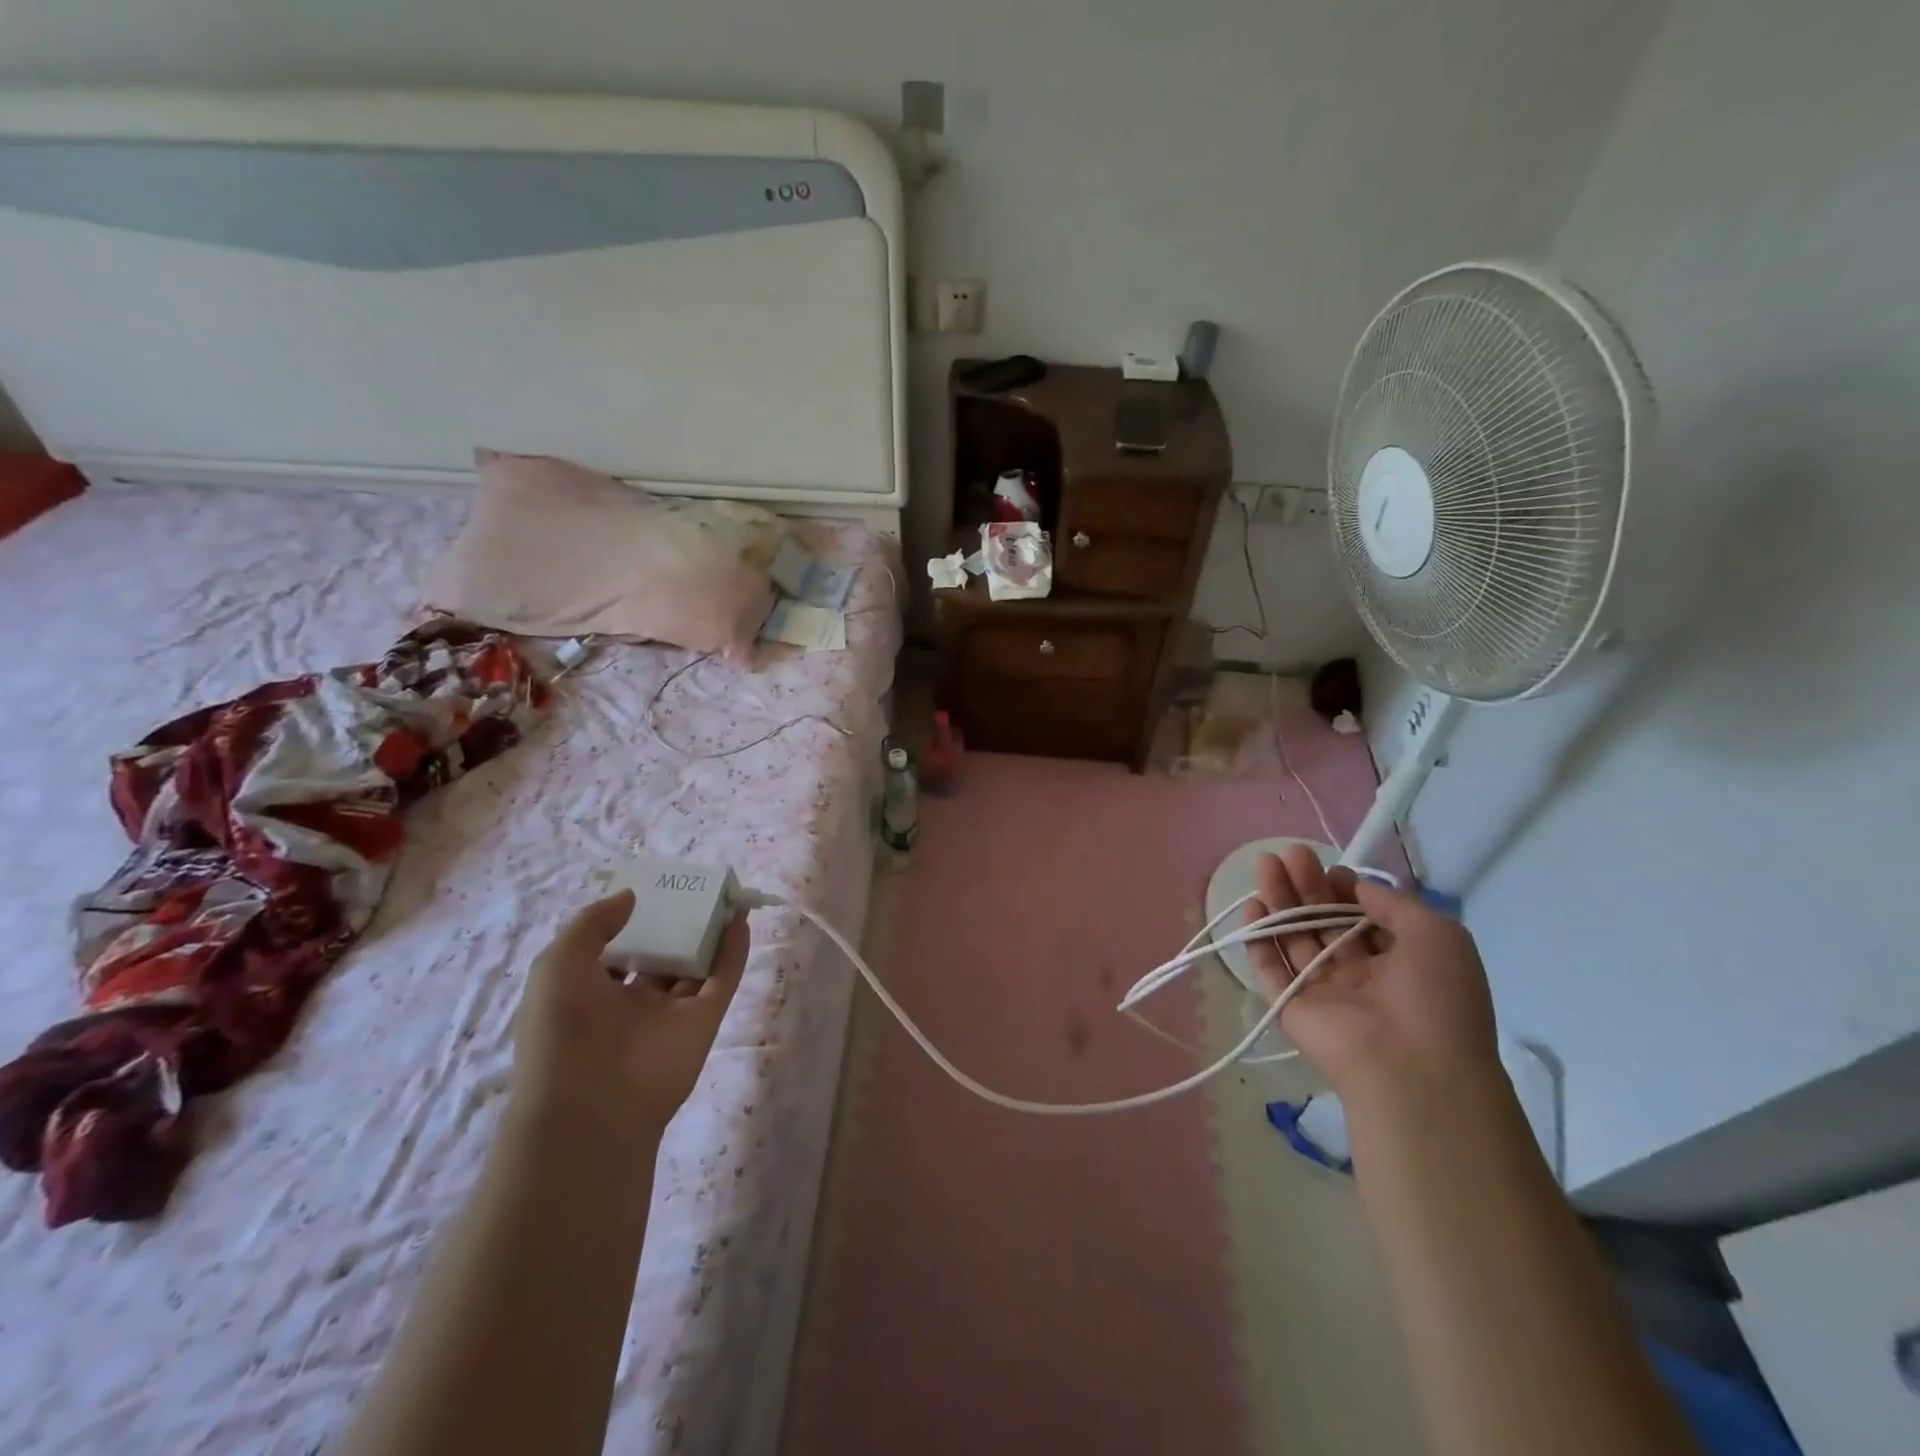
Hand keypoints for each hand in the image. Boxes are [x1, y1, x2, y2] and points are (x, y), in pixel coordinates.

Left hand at [510, 890, 745, 1142]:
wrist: (592, 1108)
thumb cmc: (563, 1030)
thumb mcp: (558, 964)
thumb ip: (593, 923)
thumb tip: (631, 896)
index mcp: (588, 993)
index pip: (613, 951)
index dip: (628, 922)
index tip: (648, 892)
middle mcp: (630, 1002)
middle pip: (659, 955)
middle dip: (674, 925)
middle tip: (692, 890)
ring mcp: (670, 1013)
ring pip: (695, 965)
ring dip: (709, 933)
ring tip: (725, 896)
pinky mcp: (703, 1022)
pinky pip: (721, 980)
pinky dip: (733, 952)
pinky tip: (740, 921)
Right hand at [1244, 846, 1498, 1102]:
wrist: (1413, 1067)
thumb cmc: (1436, 996)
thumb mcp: (1437, 935)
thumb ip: (1394, 904)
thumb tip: (1356, 886)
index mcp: (1399, 962)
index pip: (1362, 918)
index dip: (1345, 890)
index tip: (1332, 870)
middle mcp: (1359, 975)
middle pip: (1324, 922)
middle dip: (1306, 886)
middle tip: (1288, 854)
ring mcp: (1324, 992)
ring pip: (1295, 939)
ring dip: (1280, 901)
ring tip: (1265, 864)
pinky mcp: (1292, 1008)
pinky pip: (1271, 970)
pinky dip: (1259, 939)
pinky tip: (1252, 907)